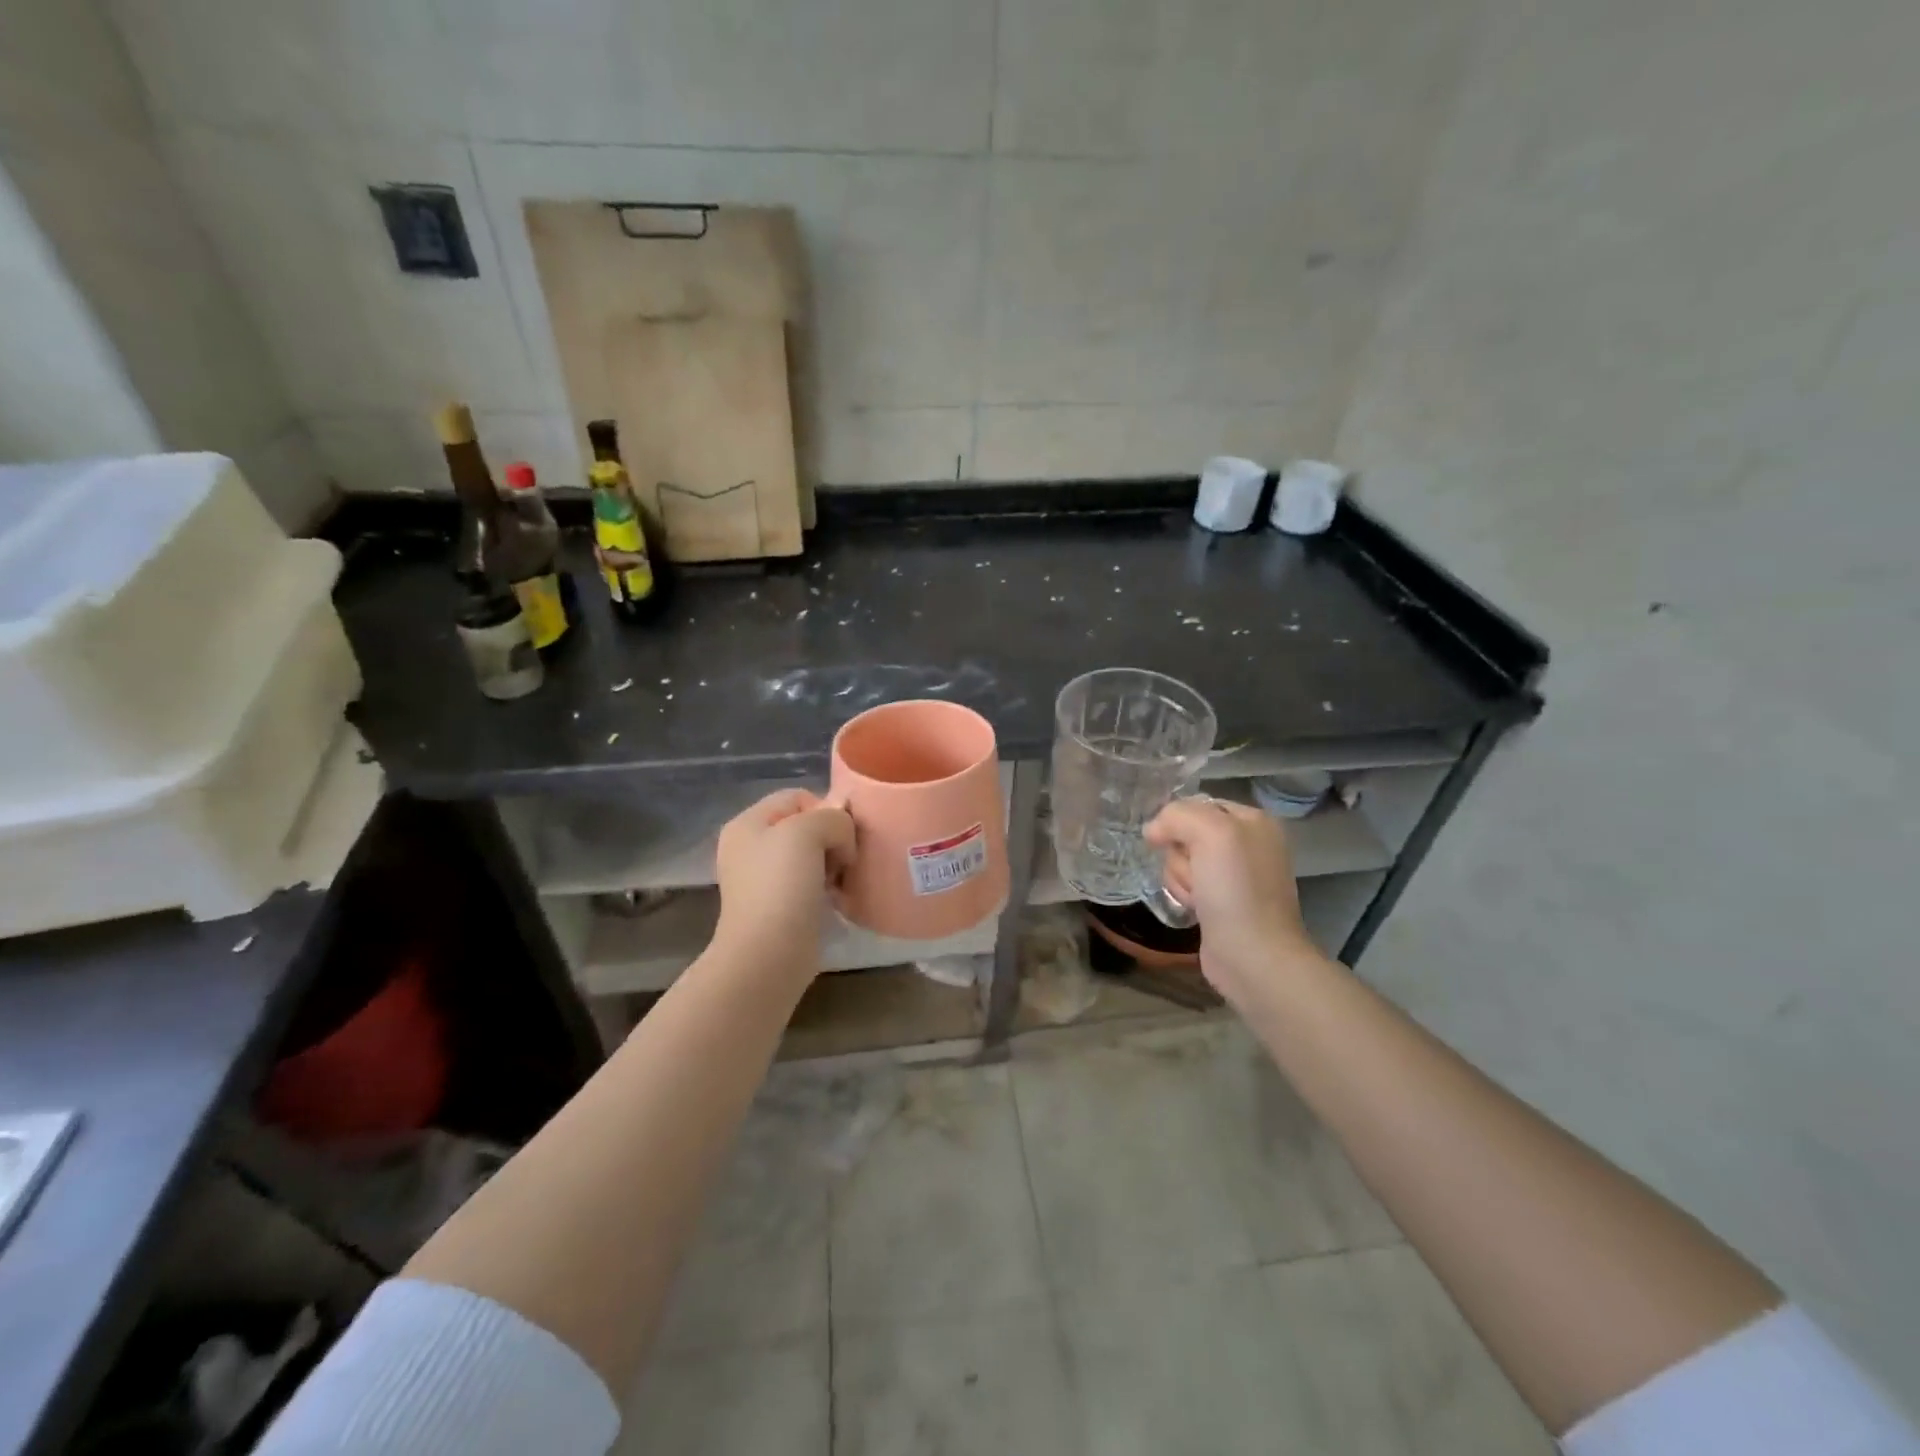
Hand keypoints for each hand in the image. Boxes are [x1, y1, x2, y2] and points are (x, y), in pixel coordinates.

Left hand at [712, 789, 855, 975]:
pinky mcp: (777, 907)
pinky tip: (837, 898)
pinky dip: (826, 887)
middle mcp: (750, 848)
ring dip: (833, 863)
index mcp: (747, 824)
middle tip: (844, 859)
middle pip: (804, 826)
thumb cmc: (782, 886)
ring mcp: (762, 880)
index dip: (825, 810)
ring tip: (842, 880)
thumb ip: (832, 818)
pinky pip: (810, 883)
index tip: (842, 836)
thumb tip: (843, 834)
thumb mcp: (808, 832)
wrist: (768, 954)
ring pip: (811, 855)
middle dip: (832, 838)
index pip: (797, 797)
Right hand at [1144, 798, 1324, 1006]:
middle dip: (1181, 855)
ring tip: (1197, 898)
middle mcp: (1247, 844)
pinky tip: (1195, 910)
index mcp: (1254, 821)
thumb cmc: (1236, 889)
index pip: (1198, 804)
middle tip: (1196, 874)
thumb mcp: (1211, 833)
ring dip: (1180, 878)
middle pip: (1186, 834)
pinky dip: (1184, 895)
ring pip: (1181, 860)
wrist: (1253, 955)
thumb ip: (1177, 815)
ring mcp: (1234, 875)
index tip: (1172, 841)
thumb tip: (1153, 831)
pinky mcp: (1220, 902)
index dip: (1178, 821)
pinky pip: (1186, 885)